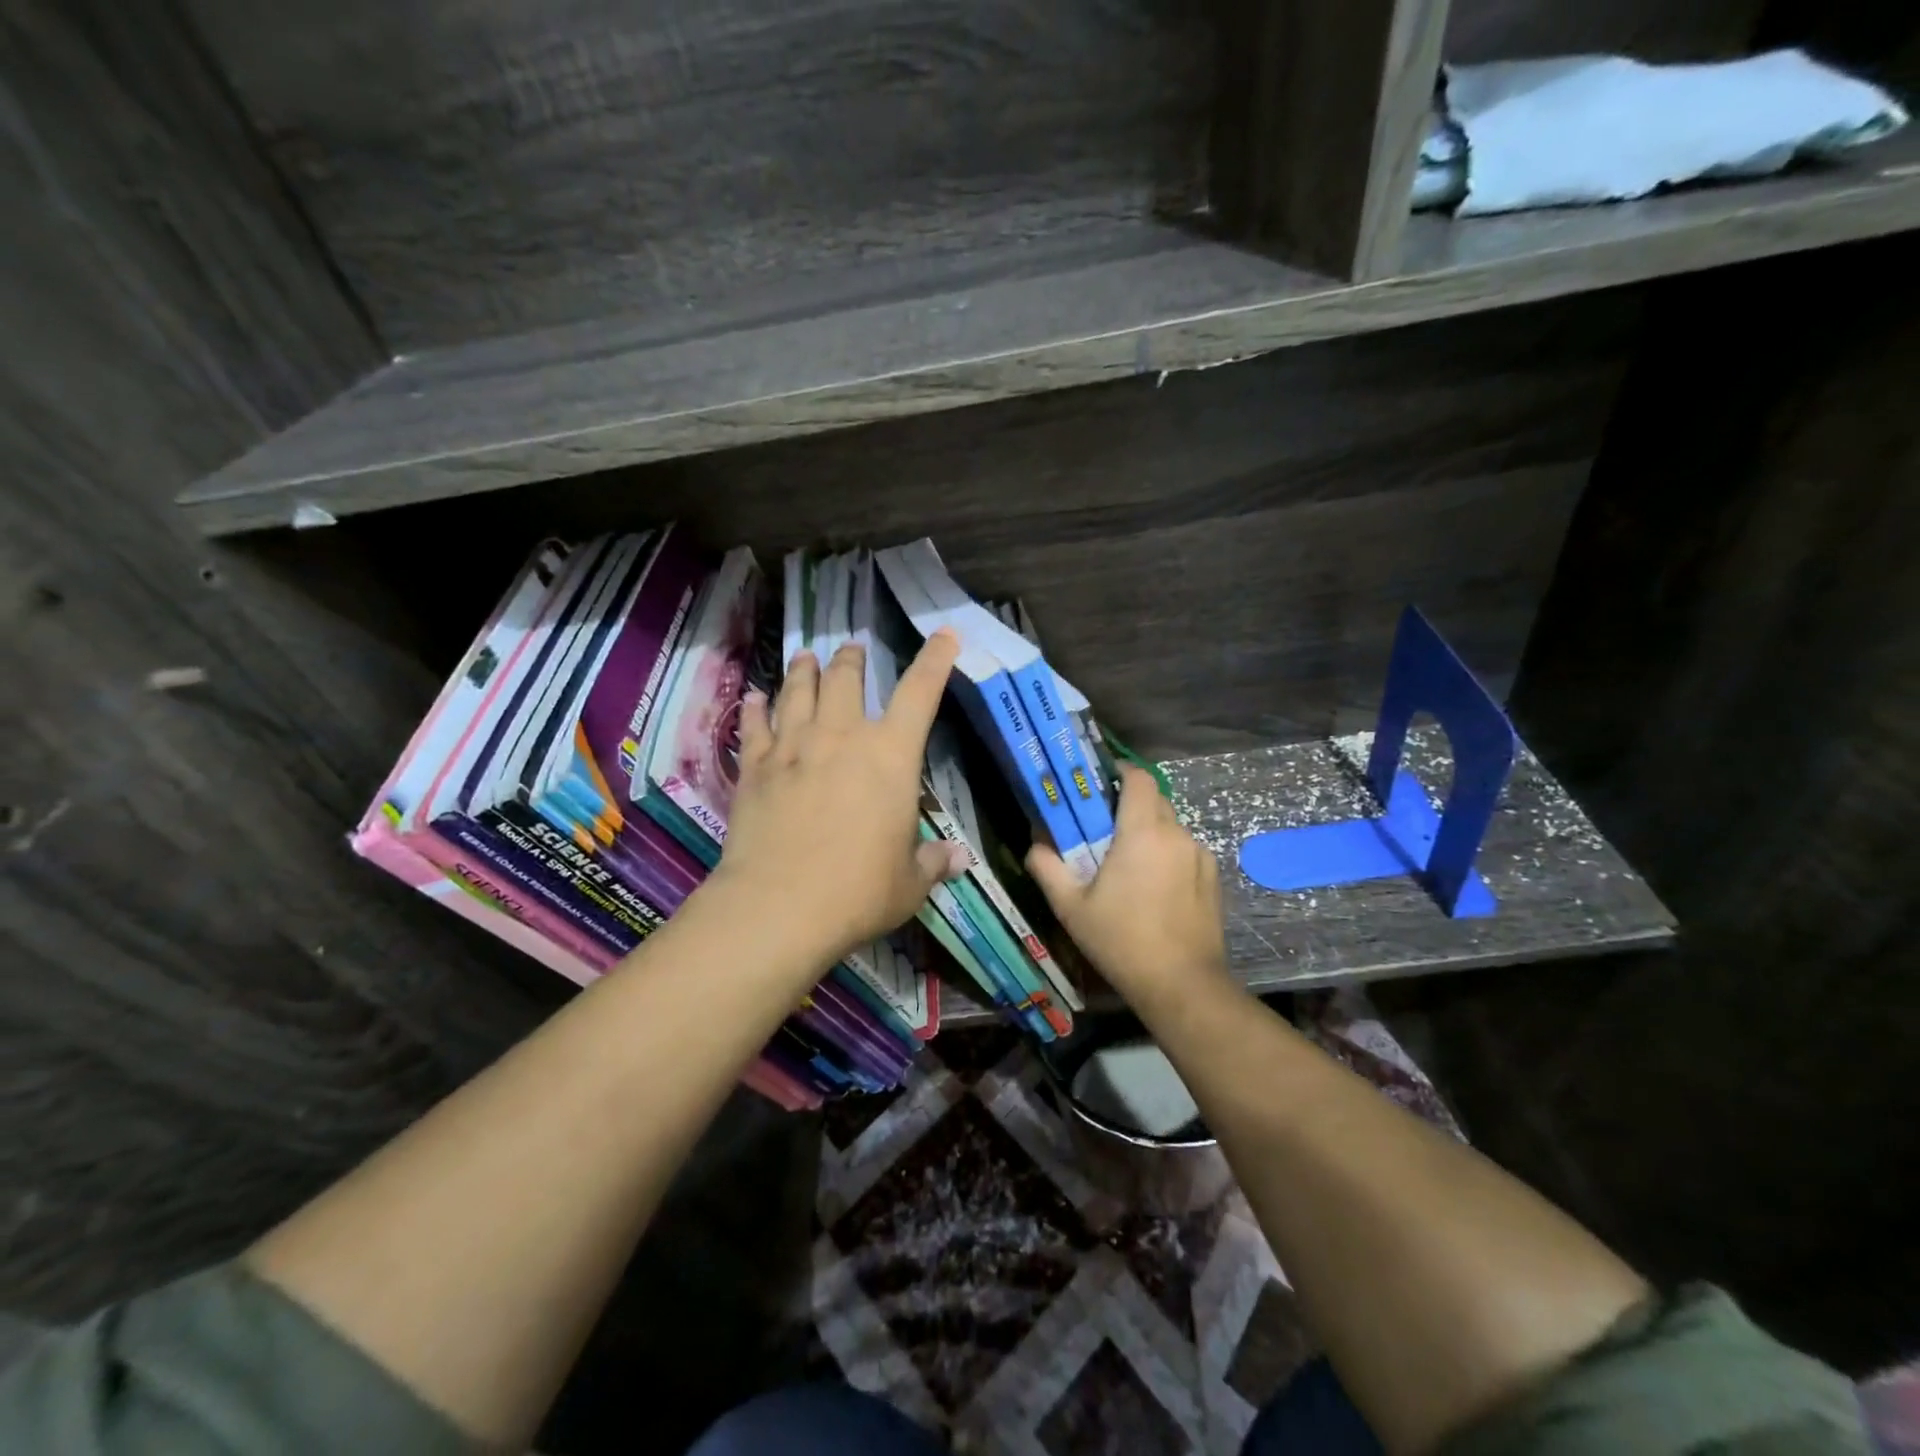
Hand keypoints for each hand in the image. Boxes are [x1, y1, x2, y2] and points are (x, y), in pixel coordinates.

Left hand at [712, 631, 969, 968]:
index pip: (920, 693)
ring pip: (798, 692)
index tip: (944, 634)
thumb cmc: (858, 892)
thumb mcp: (909, 883)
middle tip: (852, 648)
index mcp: (890, 755)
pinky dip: (756, 708)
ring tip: (806, 657)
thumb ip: (932, 863)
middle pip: (846, 679)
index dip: (935, 660)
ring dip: (804, 670)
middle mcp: (841, 737)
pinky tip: (754, 697)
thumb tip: (957, 859)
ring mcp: (793, 747)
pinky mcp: (756, 768)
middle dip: (852, 658)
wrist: (779, 906)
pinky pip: (755, 726)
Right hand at [1026, 764, 1228, 1002]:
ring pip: (1170, 826)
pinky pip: (1185, 850)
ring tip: (1127, 864)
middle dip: (1128, 804)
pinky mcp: (1212, 877)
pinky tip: (1154, 888)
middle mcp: (1176, 834)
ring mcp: (1199, 855)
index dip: (1119, 772)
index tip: (1098, 785)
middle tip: (1103, 828)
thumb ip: (1047, 867)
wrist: (1182, 985)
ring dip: (1148, 832)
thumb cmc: (1120, 940)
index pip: (1138, 777)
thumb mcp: (1071, 907)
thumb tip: (1035, 844)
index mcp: (1143, 832)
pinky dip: (1167, 855)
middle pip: (1154, 799)